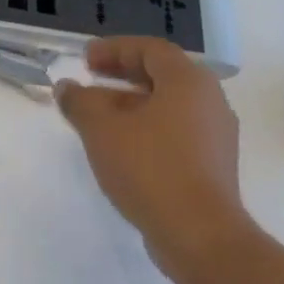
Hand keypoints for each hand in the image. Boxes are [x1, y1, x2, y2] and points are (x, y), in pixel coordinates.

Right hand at [54, 36, 253, 272]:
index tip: (84, 59)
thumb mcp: (101, 129)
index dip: (114, 49)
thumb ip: (79, 101)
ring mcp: (215, 135)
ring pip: (168, 106)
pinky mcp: (212, 165)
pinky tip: (119, 146)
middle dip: (121, 74)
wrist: (199, 234)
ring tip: (96, 116)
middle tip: (90, 78)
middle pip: (162, 75)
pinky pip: (175, 131)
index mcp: (188, 82)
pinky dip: (145, 127)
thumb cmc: (149, 168)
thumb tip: (67, 87)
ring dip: (130, 103)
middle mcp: (209, 102)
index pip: (151, 49)